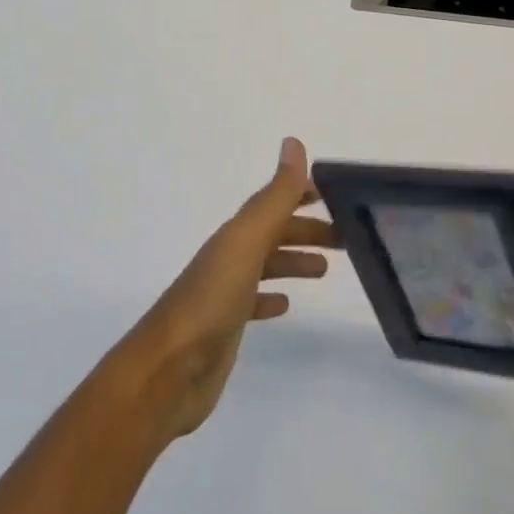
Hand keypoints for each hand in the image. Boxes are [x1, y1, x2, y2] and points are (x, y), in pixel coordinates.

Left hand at [117, 138, 337, 439]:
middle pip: (274, 232)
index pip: (274, 201)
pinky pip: (254, 302)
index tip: (335, 194)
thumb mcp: (248, 241)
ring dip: (294, 259)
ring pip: (267, 265)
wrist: (167, 371)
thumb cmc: (212, 299)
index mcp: (236, 233)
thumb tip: (293, 142)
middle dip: (306, 229)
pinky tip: (286, 306)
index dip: (301, 193)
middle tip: (346, 237)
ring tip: (325, 269)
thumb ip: (275, 196)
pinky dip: (272, 297)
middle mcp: (230, 255)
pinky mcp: (226, 327)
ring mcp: (226, 292)